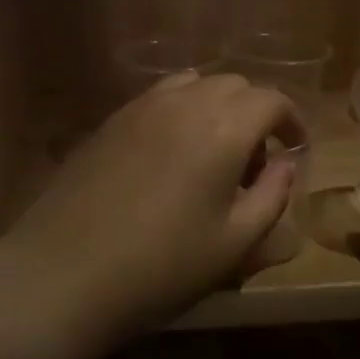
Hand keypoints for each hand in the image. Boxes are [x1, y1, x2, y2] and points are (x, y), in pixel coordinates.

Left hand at [0, 72, 304, 344]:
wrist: (64, 274)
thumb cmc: (161, 267)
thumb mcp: (234, 242)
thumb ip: (271, 195)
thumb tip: (284, 164)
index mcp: (223, 128)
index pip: (271, 100)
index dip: (292, 121)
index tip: (295, 151)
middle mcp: (184, 103)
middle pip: (234, 85)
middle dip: (255, 114)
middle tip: (255, 163)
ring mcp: (141, 107)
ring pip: (194, 85)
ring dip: (216, 108)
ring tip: (213, 153)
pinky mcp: (110, 120)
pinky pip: (159, 98)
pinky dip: (181, 111)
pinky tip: (171, 156)